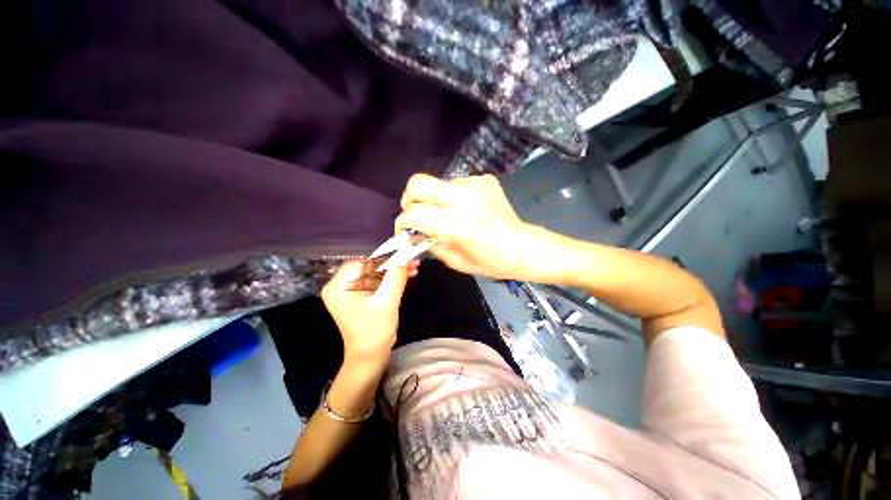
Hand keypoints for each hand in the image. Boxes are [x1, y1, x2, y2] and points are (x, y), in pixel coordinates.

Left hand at [321, 260, 415, 361]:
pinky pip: (376, 282)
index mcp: (339, 286)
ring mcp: (350, 291)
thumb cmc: (374, 332)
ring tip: (415, 267)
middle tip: (413, 260)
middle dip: (393, 264)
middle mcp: (341, 286)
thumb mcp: (387, 302)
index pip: (362, 262)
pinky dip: (391, 279)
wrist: (370, 358)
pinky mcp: (360, 297)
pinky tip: (407, 275)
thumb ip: (395, 276)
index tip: (405, 253)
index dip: (384, 256)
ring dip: (395, 271)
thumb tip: (405, 255)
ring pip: (376, 273)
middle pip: (370, 266)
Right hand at [395, 174, 538, 280]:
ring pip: (438, 184)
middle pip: (419, 183)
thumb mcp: (454, 260)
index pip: (415, 214)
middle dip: (409, 198)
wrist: (522, 247)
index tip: (404, 229)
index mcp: (458, 224)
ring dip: (435, 199)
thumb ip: (429, 244)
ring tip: (446, 214)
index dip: (402, 222)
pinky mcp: (484, 179)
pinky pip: (456, 184)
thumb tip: (413, 233)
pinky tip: (464, 209)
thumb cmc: (490, 261)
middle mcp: (465, 198)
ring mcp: (476, 185)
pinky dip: (453, 196)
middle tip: (414, 212)